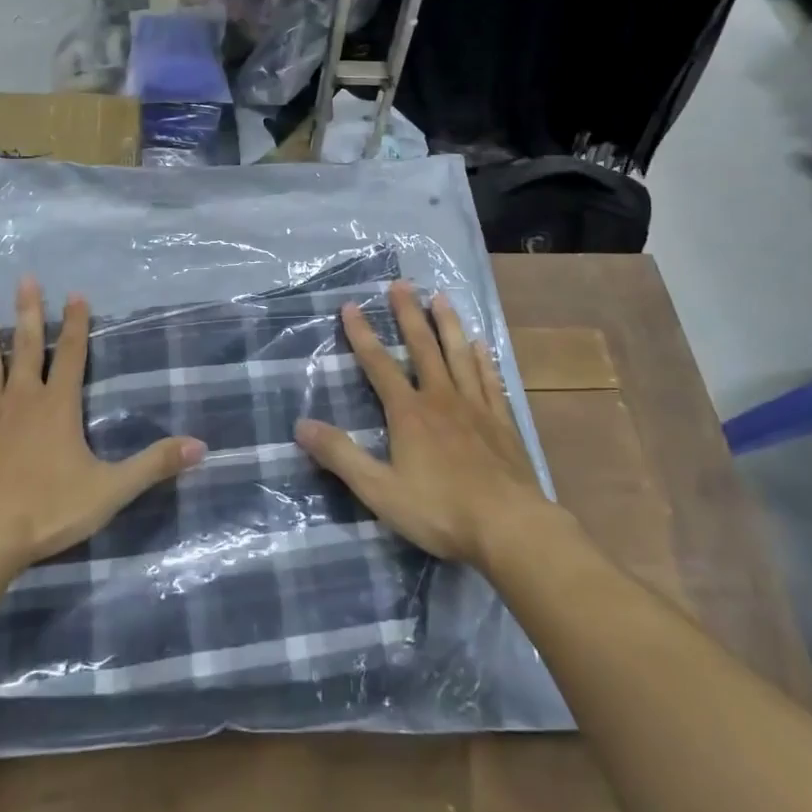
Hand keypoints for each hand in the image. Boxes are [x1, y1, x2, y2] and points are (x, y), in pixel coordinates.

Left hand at [0, 277, 206, 577]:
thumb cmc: (47, 510)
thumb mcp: (111, 489)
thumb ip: (154, 465)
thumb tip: (202, 446)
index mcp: (58, 406)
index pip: (72, 355)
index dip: (77, 324)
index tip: (76, 294)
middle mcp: (21, 399)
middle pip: (26, 346)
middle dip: (29, 311)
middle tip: (24, 279)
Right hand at [295, 281, 549, 568]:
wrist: (509, 527)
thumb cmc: (440, 510)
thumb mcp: (379, 490)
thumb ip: (341, 456)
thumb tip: (301, 424)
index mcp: (408, 413)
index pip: (378, 364)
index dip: (362, 334)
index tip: (351, 305)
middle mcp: (440, 398)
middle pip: (422, 347)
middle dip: (408, 314)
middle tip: (401, 284)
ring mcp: (475, 407)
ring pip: (459, 354)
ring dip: (448, 324)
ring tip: (441, 297)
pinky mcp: (502, 422)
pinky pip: (490, 380)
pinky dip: (483, 359)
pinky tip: (481, 343)